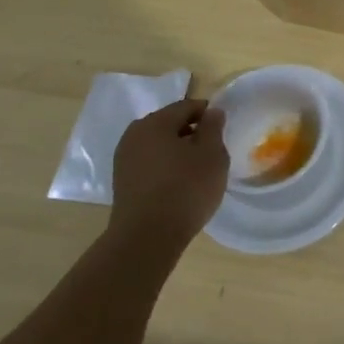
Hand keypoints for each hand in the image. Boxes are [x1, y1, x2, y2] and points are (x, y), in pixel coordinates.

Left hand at [106, 99, 228, 258]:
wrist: (147, 237)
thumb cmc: (186, 189)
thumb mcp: (212, 155)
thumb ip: (213, 128)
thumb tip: (212, 112)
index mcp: (156, 122)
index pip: (187, 106)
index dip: (207, 114)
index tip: (222, 130)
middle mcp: (134, 134)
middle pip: (169, 124)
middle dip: (190, 133)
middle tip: (211, 151)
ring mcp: (124, 159)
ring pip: (158, 145)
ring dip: (176, 151)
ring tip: (195, 171)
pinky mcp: (122, 182)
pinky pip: (149, 164)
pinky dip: (164, 167)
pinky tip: (177, 185)